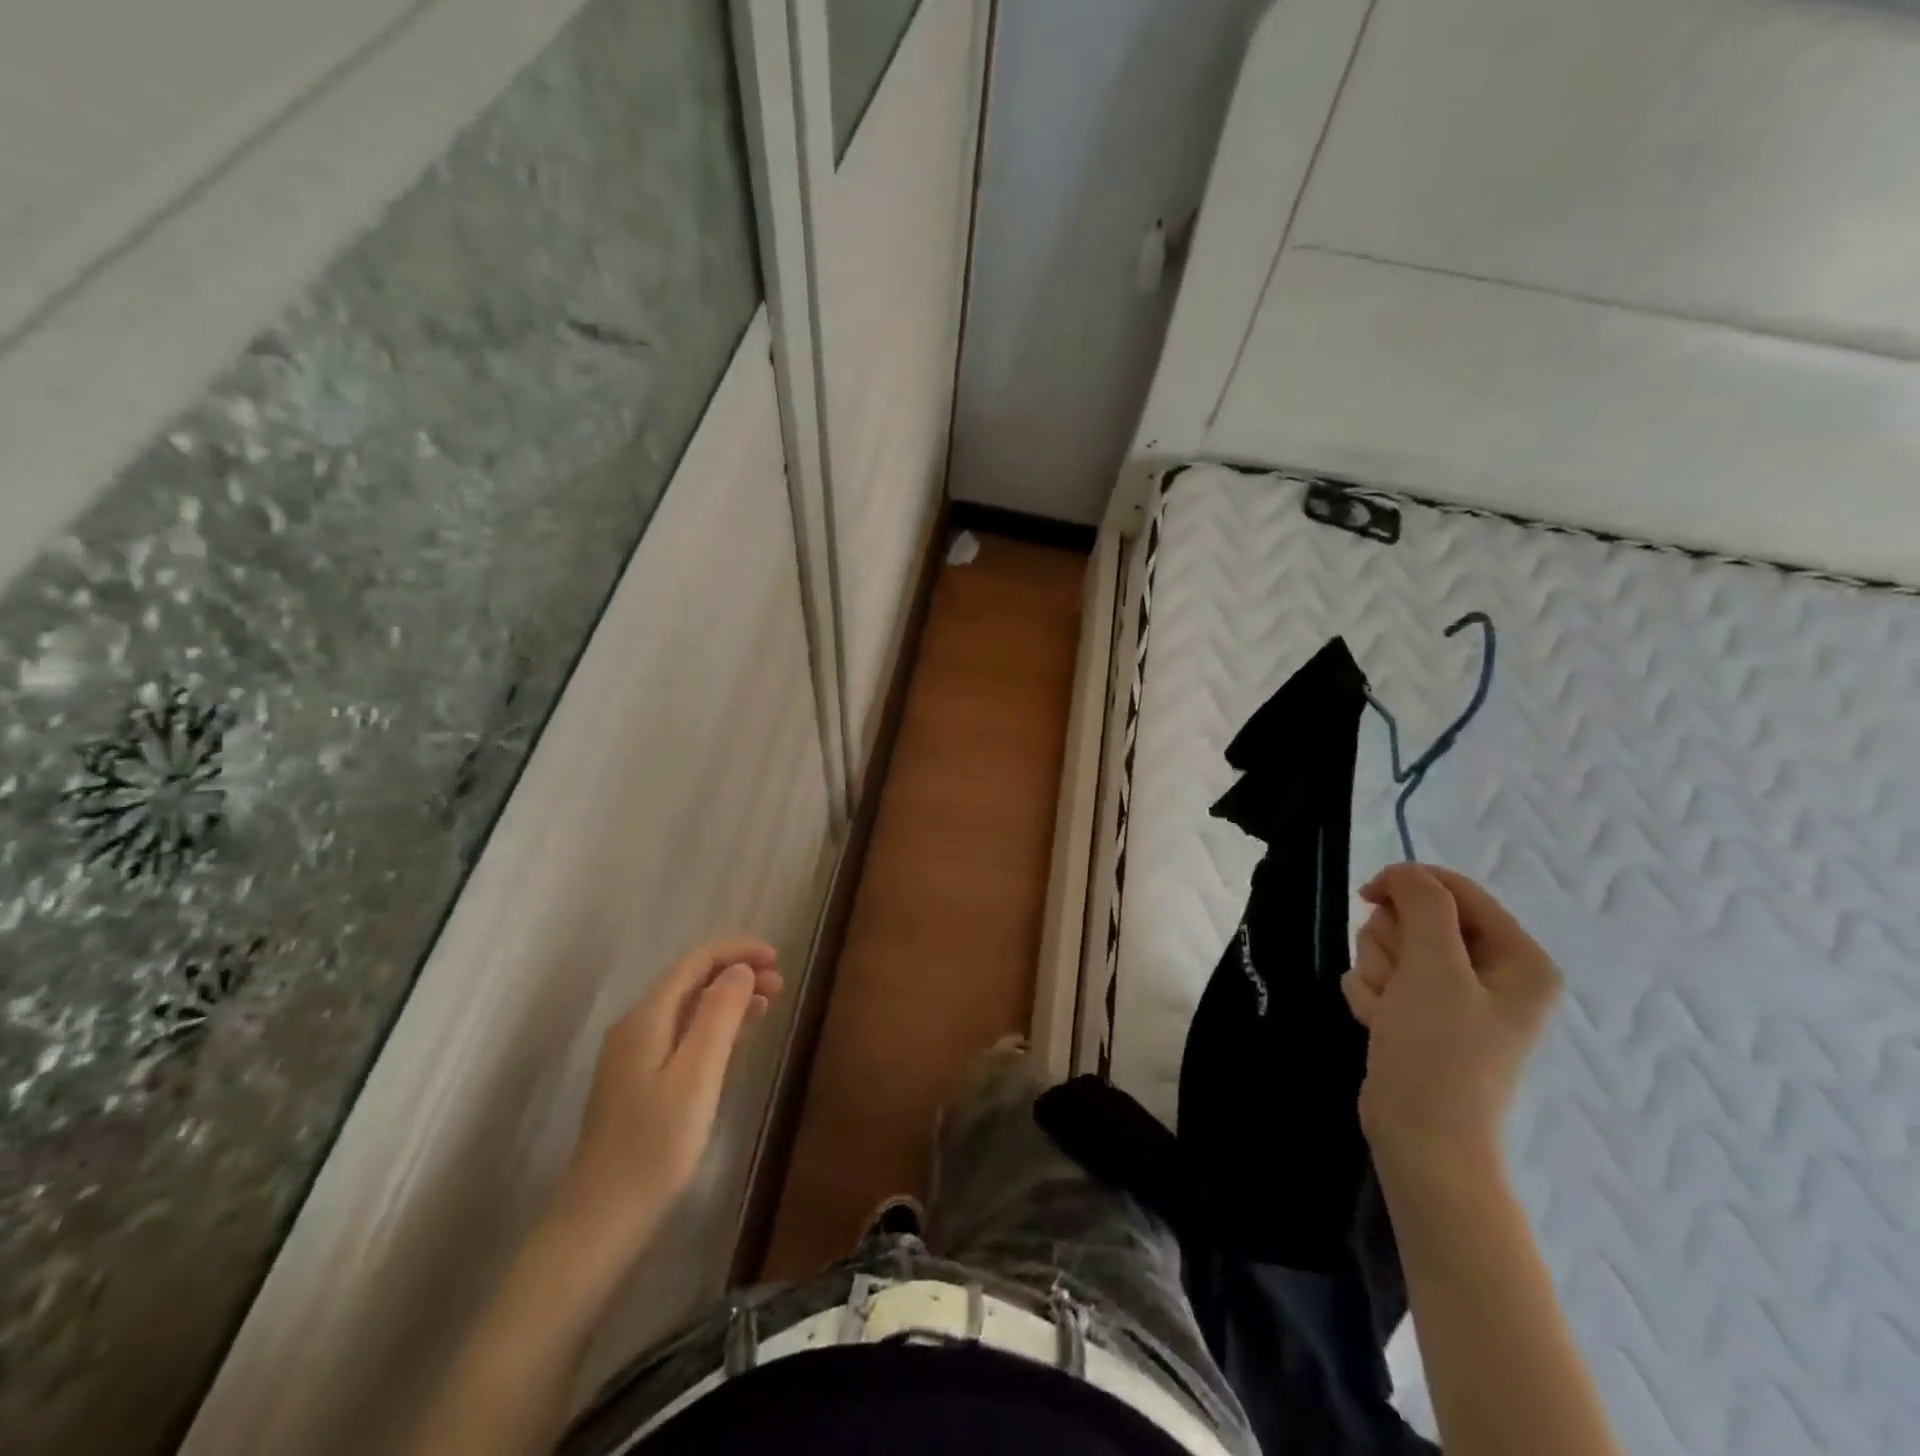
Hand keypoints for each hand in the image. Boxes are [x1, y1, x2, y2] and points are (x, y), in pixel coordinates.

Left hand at [554, 937, 782, 1249]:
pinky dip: (715, 1025)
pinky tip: (737, 1036)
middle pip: (692, 980)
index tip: (777, 958)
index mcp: (646, 1018)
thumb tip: (740, 969)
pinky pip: (683, 1033)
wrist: (601, 1218)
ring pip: (689, 1006)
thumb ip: (718, 1015)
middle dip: (737, 972)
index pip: (696, 962)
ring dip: (729, 997)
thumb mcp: (696, 1076)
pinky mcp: (640, 1080)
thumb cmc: (655, 1146)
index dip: (737, 952)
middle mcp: (637, 1026)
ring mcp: (635, 1054)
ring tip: (769, 1003)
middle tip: (780, 985)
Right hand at [1342, 865, 1557, 1173]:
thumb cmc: (1439, 1052)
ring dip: (1376, 973)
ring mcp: (1453, 995)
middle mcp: (1490, 972)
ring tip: (1386, 1010)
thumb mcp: (1435, 969)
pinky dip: (1371, 995)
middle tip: (1395, 982)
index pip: (1456, 891)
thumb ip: (1423, 906)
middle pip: (1416, 918)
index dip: (1409, 886)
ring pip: (1391, 946)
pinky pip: (1380, 977)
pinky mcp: (1420, 1013)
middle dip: (1391, 946)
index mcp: (1518, 958)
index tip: (1368, 896)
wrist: (1420, 1136)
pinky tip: (1378, 1024)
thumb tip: (1405, 871)